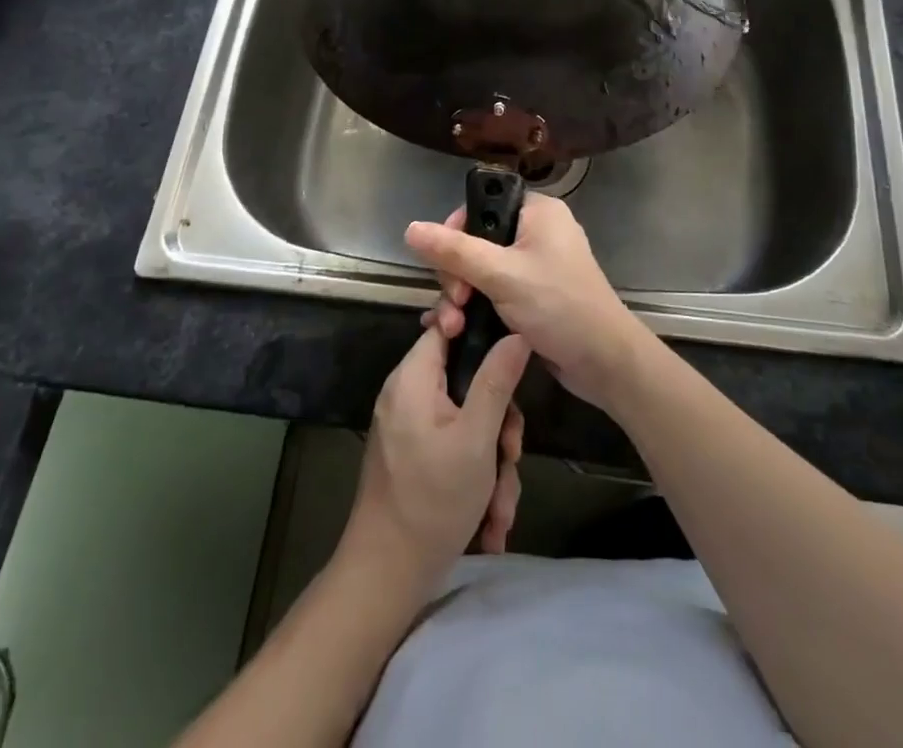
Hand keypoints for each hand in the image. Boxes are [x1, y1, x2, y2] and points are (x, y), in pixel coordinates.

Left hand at [343, 325, 529, 595]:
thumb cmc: (432, 500)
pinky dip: (476, 478)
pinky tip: (489, 521)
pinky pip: (455, 447)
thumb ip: (497, 381)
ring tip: (500, 507)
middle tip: (511, 455)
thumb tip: (517, 333)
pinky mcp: (416, 456)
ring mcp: (411, 427)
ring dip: (492, 463)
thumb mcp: (476, 439)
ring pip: (468, 421)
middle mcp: (409, 394)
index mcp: (414, 377)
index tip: (511, 353)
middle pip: (467, 380)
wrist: (386, 577)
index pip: (446, 325)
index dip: (479, 331)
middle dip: (498, 423)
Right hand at [406, 194, 651, 411]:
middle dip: (455, 275)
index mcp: (536, 211)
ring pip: (480, 270)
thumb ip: (454, 251)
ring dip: (461, 298)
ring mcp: (534, 266)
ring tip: (452, 328)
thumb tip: (409, 228)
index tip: (444, 263)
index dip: (454, 231)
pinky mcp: (532, 296)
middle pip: (475, 241)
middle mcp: (535, 232)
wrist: (605, 363)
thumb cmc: (559, 306)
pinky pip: (492, 291)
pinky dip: (475, 308)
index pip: (481, 205)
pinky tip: (455, 330)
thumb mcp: (502, 275)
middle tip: (456, 304)